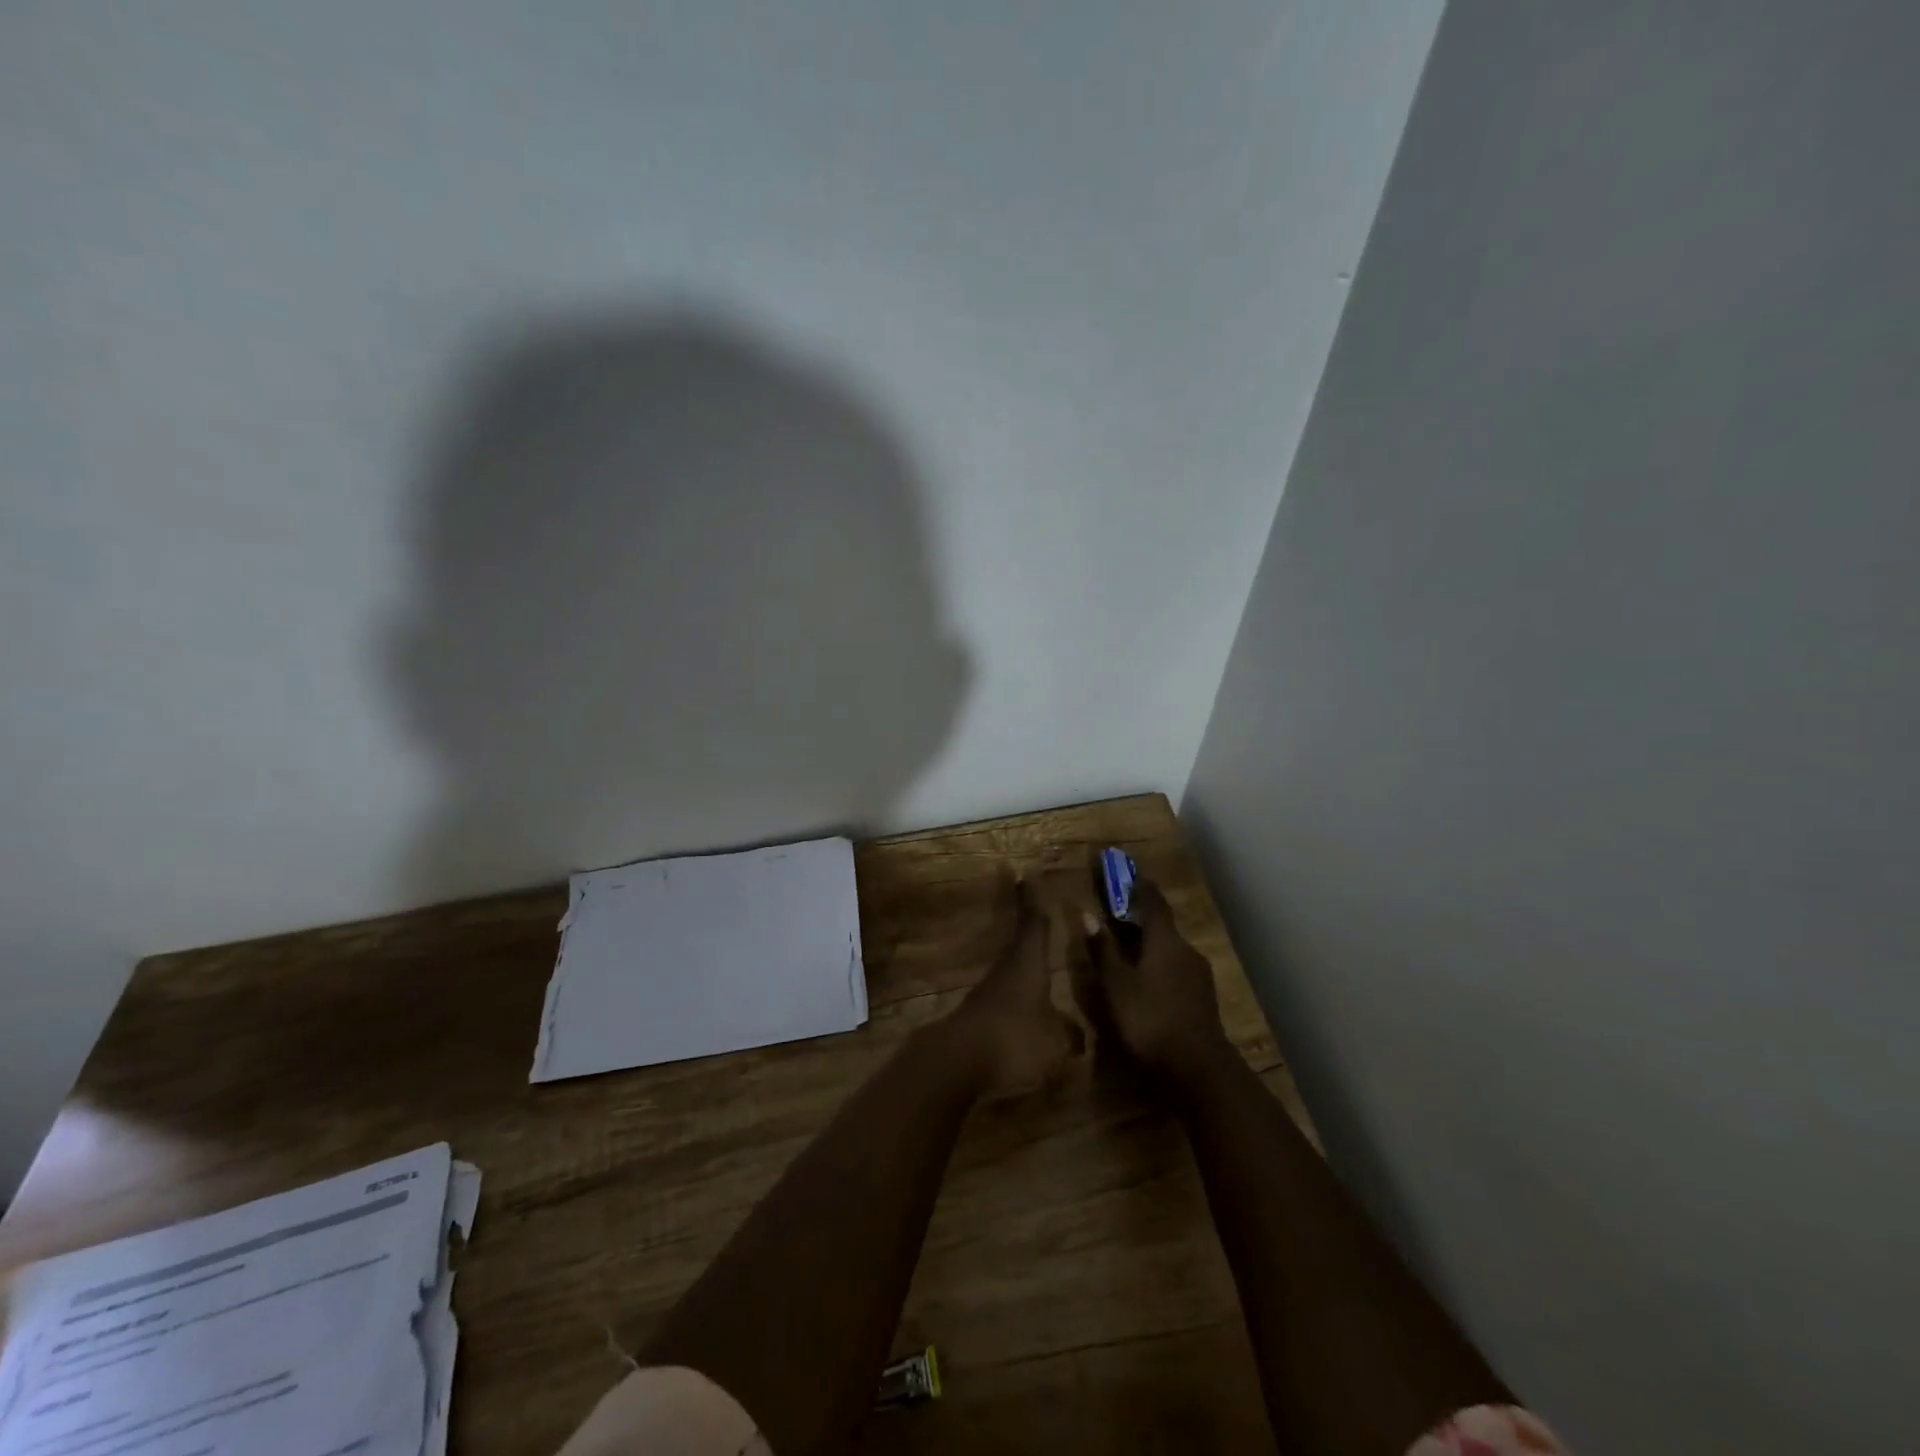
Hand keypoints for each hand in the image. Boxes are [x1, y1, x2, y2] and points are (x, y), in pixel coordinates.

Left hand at [945, 874, 1085, 1098]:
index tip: (1027, 873)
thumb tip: (1080, 1037)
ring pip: (1012, 967)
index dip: (1032, 899)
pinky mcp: (979, 1014)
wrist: (959, 1060)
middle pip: (1021, 940)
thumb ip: (1069, 1036)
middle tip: (1038, 909)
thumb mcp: (1054, 1042)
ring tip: (1040, 962)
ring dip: (1024, 961)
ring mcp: (990, 991)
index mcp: (1028, 962)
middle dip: (1030, 926)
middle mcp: (1008, 968)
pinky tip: (1026, 1007)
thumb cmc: (1014, 1038)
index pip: (1034, 922)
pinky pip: (1005, 995)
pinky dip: (1017, 993)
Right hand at [1079, 873, 1230, 1085]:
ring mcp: (1199, 975)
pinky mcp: (1203, 998)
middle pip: (1162, 926)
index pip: (1153, 902)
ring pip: (1170, 950)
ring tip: (1128, 952)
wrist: (1199, 1069)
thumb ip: (1103, 950)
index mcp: (1165, 941)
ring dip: (1150, 945)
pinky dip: (1159, 967)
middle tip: (1118, 917)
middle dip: (1141, 919)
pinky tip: (1147, 983)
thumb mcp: (1116, 985)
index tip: (1128, 873)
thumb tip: (1087, 914)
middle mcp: (1186, 950)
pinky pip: (1177, 970)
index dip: (1140, 886)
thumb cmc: (1150, 1020)